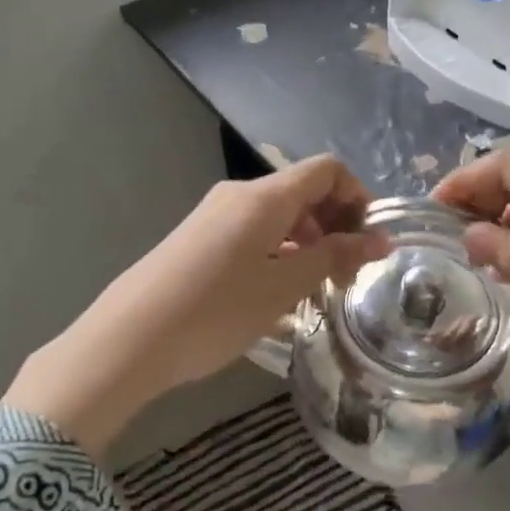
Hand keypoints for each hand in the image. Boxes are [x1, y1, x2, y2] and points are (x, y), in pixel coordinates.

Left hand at [5, 156, 387, 460]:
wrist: (127, 340)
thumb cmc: (215, 310)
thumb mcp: (284, 286)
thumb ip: (334, 257)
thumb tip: (381, 239)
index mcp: (264, 196)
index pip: (327, 170)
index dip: (358, 197)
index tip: (368, 242)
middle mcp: (239, 194)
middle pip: (303, 190)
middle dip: (335, 224)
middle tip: (347, 275)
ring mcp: (215, 215)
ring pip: (279, 214)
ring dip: (308, 241)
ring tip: (316, 288)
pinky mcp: (199, 238)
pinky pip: (254, 231)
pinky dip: (280, 250)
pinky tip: (278, 291)